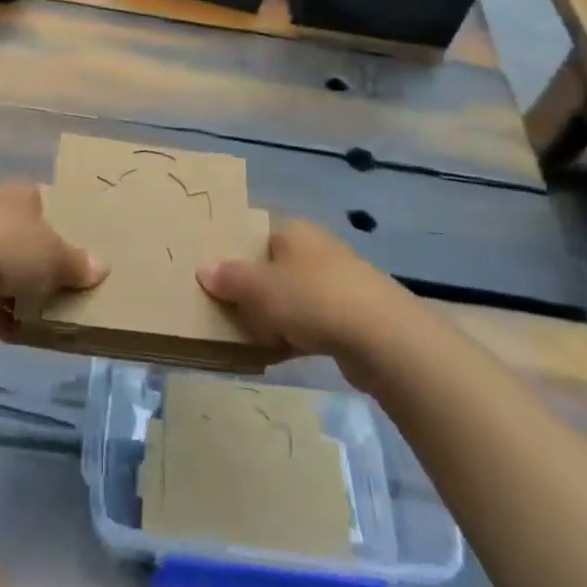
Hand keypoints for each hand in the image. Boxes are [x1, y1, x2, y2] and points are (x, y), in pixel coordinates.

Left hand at [0, 183, 104, 336]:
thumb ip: (77, 263)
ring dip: (22, 294)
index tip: (84, 247)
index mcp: (20, 195)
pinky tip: (22, 334)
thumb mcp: (55, 254)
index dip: (65, 222)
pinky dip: (2, 316)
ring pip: (5, 272)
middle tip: (72, 286)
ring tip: (52, 317)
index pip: (47, 202)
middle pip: (26, 239)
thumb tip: (100, 267)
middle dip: (44, 264)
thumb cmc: (8, 246)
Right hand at [196, 219, 401, 375]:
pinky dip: (291, 336)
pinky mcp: (349, 317)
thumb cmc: (313, 299)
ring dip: (269, 316)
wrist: (383, 338)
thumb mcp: (260, 287)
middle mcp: (315, 250)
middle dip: (248, 289)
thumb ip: (229, 278)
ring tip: (243, 336)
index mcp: (294, 231)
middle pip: (270, 267)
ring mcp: (336, 284)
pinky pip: (309, 323)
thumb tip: (204, 268)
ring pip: (289, 297)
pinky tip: (274, 354)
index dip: (232, 250)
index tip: (209, 272)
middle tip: (220, 308)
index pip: (255, 232)